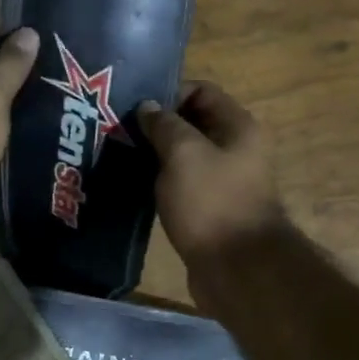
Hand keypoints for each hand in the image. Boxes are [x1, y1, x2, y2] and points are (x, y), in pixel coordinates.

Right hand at [137, 82, 286, 265]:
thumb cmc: (212, 203)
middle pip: (193, 125)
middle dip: (158, 127)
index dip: (169, 94)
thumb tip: (148, 107)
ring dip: (156, 158)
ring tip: (121, 161)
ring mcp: (224, 183)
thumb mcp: (183, 154)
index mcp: (238, 127)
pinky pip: (183, 187)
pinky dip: (162, 185)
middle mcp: (236, 151)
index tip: (135, 110)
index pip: (202, 91)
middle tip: (120, 134)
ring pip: (185, 159)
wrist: (237, 268)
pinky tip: (136, 189)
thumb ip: (164, 126)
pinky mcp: (210, 211)